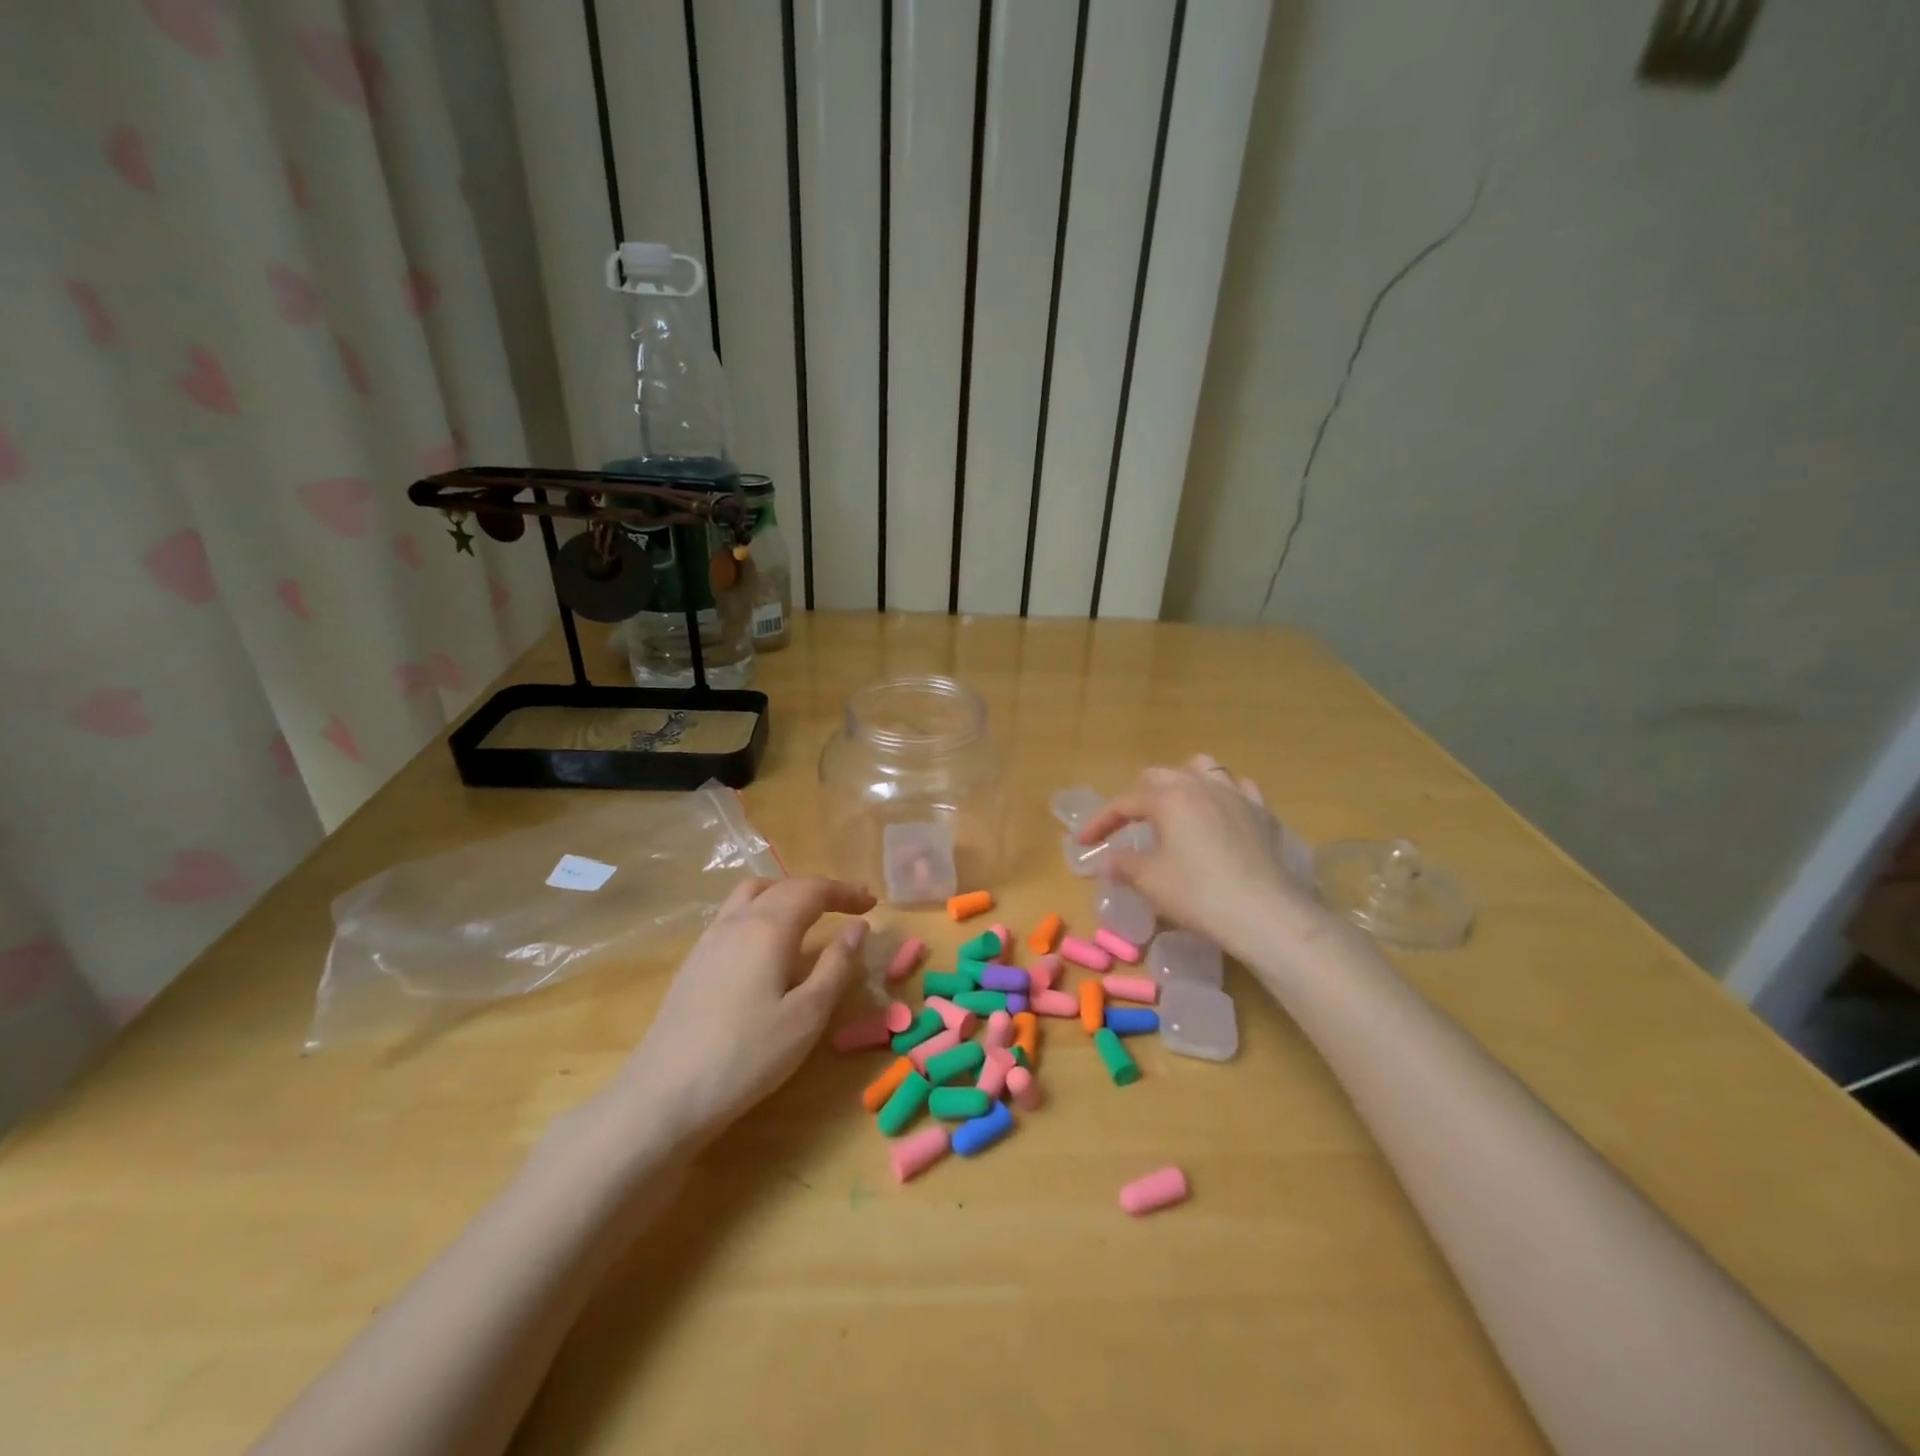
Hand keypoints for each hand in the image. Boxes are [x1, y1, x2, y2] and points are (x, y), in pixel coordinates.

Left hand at [608, 875, 875, 1144]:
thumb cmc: (746, 1056)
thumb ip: (837, 966)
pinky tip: (766, 947)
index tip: (872, 904)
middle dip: (819, 891)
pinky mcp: (693, 962)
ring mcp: (709, 940)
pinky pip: (733, 915)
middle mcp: (736, 921)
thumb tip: (858, 927)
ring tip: (808, 917)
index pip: (813, 890)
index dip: (845, 892)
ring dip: (785, 895)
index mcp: (768, 928)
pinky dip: (761, 912)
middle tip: (848, 908)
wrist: (663, 1096)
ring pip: (751, 895)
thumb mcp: (807, 1016)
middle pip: (782, 886)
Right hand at [1081, 755, 1319, 958]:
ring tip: (1175, 806)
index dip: (1100, 822)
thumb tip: (1108, 860)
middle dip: (1138, 796)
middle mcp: (1200, 785)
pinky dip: (1223, 795)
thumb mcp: (1150, 881)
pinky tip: (1220, 812)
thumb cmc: (1198, 894)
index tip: (1083, 842)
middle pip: (1160, 776)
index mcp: (1168, 798)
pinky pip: (1239, 788)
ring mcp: (1236, 795)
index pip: (1123, 803)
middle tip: (1127, 824)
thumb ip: (1124, 864)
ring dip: (1182, 782)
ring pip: (1203, 769)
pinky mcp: (1262, 812)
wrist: (1265, 913)